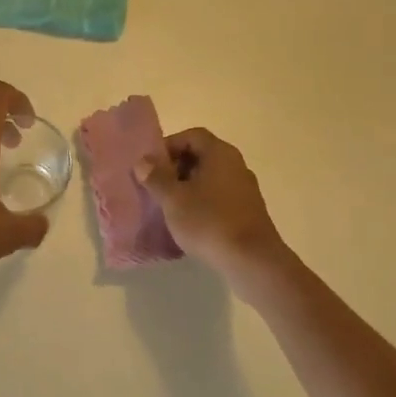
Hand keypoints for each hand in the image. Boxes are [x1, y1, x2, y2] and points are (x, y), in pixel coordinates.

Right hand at [137, 128, 285, 278]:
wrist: (252, 260)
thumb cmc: (209, 222)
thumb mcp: (173, 199)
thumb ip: (156, 177)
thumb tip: (143, 161)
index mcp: (219, 153)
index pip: (192, 135)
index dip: (169, 146)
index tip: (151, 166)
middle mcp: (236, 165)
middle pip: (201, 155)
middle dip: (176, 168)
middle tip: (156, 187)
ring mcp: (245, 189)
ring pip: (210, 178)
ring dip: (188, 187)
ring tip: (169, 207)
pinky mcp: (248, 211)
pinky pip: (219, 197)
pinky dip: (202, 203)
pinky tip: (190, 223)